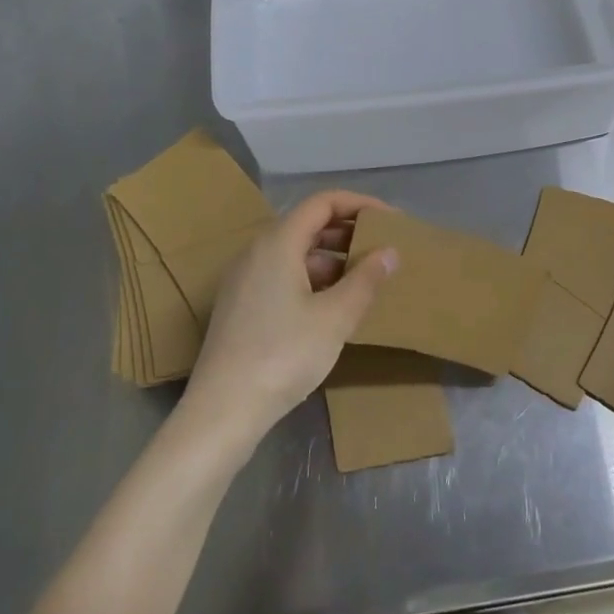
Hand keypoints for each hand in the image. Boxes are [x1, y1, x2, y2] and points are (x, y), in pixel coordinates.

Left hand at [179, 190, 398, 449]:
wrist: (223, 410)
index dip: (358, 204)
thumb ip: (365, 280)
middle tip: (382, 249)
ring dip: (331, 258)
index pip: (322, 203)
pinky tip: (332, 306)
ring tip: (364, 280)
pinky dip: (312, 279)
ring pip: (294, 253)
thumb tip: (390, 252)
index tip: (390, 220)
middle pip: (306, 225)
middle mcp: (256, 252)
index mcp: (277, 243)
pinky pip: (282, 275)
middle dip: (347, 231)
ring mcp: (244, 280)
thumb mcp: (335, 318)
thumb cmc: (283, 355)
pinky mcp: (240, 306)